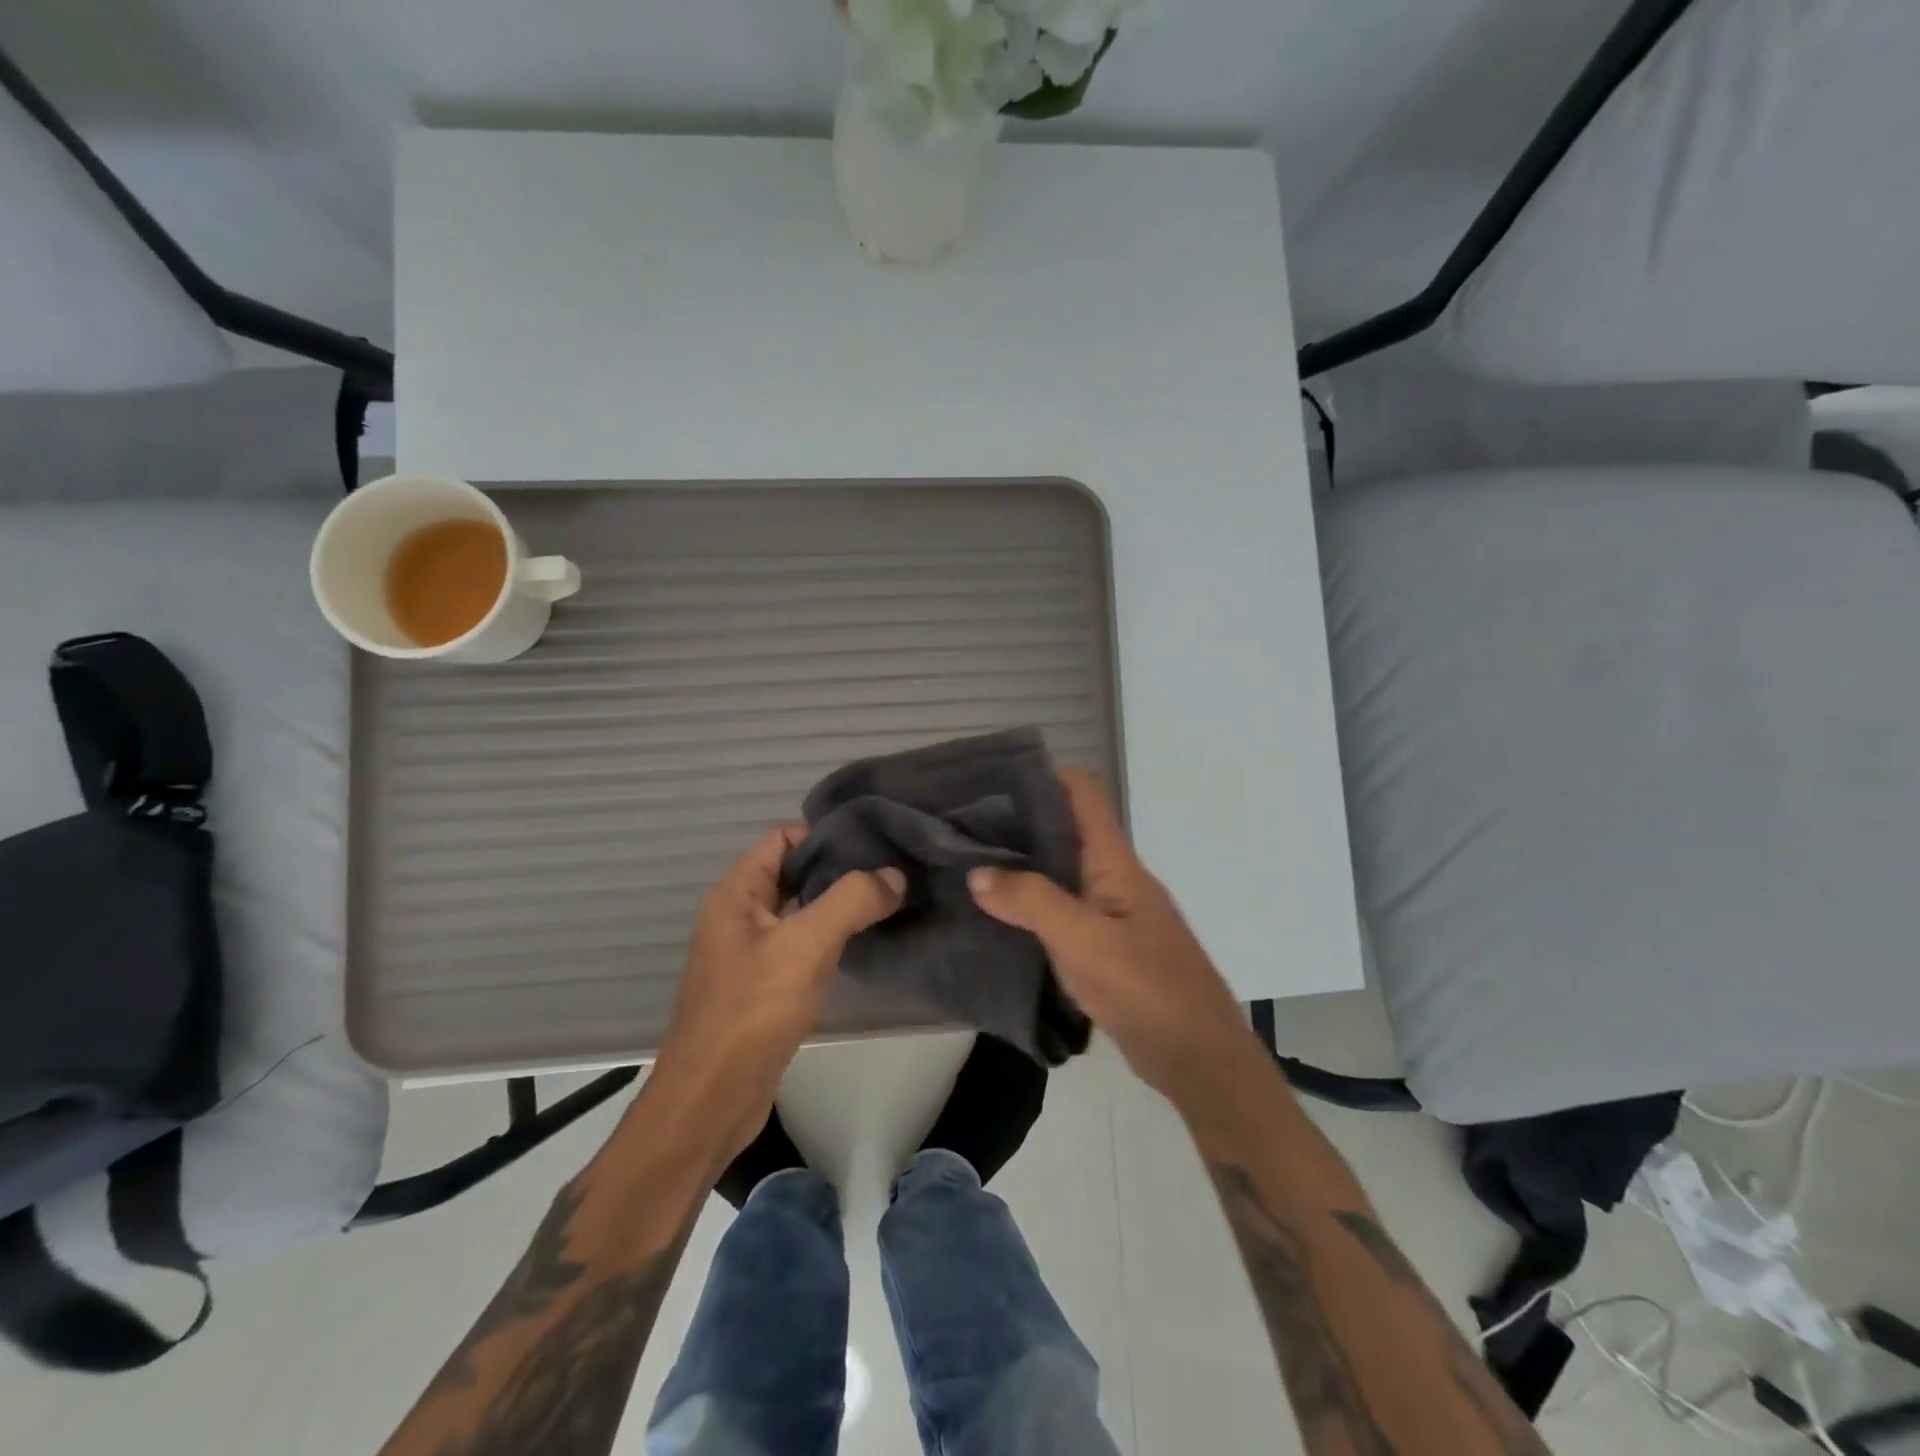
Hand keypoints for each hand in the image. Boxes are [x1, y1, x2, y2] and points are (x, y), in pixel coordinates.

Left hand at [651, 826, 904, 1163]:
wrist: (712, 1100)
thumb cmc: (752, 1011)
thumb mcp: (806, 945)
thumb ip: (852, 900)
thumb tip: (895, 875)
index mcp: (737, 893)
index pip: (783, 837)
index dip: (825, 833)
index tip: (875, 841)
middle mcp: (739, 915)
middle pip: (794, 871)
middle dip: (840, 867)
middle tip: (894, 868)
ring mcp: (750, 952)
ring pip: (801, 910)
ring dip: (839, 904)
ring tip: (890, 898)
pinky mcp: (764, 986)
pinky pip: (801, 945)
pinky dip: (831, 937)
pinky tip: (866, 941)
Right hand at [968, 769, 1257, 1102]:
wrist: (1197, 1057)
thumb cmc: (1145, 987)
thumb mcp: (1082, 940)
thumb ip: (1030, 901)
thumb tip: (977, 872)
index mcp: (1115, 862)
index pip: (1083, 793)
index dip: (1044, 775)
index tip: (992, 779)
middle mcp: (1114, 877)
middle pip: (1066, 829)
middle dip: (1019, 822)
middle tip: (964, 825)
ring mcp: (1112, 912)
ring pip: (1062, 872)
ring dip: (1022, 865)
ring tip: (970, 863)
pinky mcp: (1106, 945)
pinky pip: (1063, 910)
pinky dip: (1031, 904)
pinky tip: (998, 915)